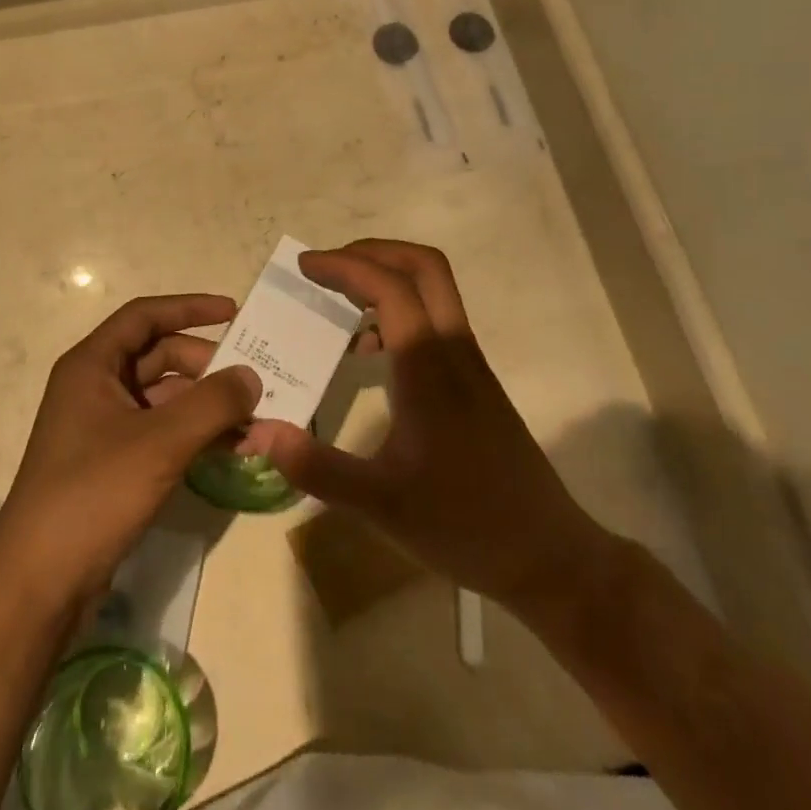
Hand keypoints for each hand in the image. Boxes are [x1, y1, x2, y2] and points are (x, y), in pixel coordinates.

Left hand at [0, 294, 260, 600]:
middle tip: (254, 380)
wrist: (40, 581)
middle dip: (207, 366)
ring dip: (206, 405)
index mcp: (92, 365)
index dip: (190, 308)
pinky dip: (194, 433)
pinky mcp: (112, 462)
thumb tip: (252, 376)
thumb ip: (212, 403)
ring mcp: (103, 426)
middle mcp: (95, 386)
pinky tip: (231, 449)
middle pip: (158, 356)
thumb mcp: (160, 442)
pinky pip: (161, 431)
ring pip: (164, 397)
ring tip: (254, 421)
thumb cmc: (94, 493)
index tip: (234, 312)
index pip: (145, 316)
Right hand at [247, 240, 614, 615]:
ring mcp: (470, 365)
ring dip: (386, 279)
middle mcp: (454, 352)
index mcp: (430, 369)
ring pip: (434, 291)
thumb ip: (318, 467)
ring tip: (338, 305)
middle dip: (373, 252)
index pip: (391, 288)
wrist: (549, 557)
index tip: (305, 267)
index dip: (346, 267)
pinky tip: (369, 356)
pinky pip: (434, 321)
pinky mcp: (475, 382)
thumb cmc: (466, 525)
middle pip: (424, 267)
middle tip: (327, 269)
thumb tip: (260, 431)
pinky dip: (398, 312)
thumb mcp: (382, 505)